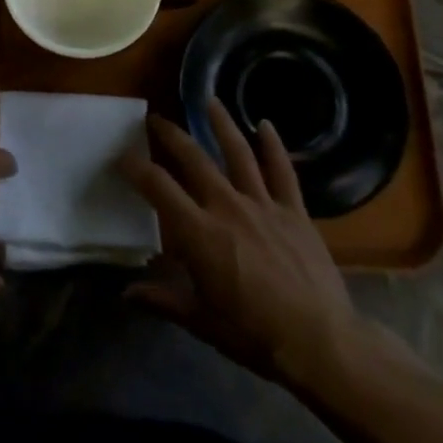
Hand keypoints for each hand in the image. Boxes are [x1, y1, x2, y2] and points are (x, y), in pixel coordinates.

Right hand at [118, 103, 371, 396]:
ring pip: (237, 152)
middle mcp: (226, 206)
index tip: (122, 156)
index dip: (136, 168)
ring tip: (209, 100)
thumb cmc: (253, 334)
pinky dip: (273, 146)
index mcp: (198, 232)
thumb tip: (126, 293)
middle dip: (171, 135)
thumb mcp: (200, 321)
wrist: (320, 342)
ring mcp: (263, 204)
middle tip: (156, 119)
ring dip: (221, 123)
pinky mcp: (294, 211)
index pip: (158, 187)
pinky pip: (282, 171)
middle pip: (194, 158)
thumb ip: (162, 300)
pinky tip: (265, 124)